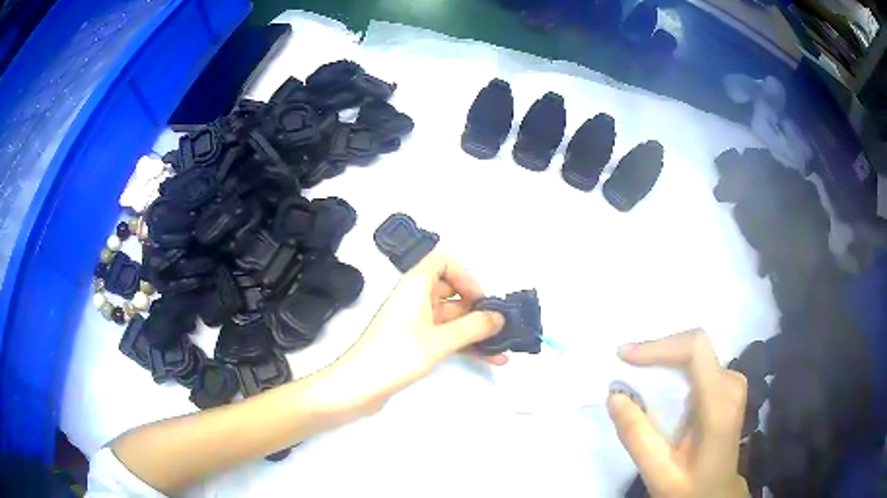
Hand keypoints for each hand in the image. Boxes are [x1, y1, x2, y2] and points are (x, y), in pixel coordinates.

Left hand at [306, 251, 505, 415]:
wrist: (358, 386)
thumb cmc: (397, 355)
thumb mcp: (439, 341)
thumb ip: (473, 327)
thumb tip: (500, 317)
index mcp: (416, 284)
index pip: (444, 260)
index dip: (466, 275)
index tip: (481, 300)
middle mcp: (415, 298)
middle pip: (452, 291)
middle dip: (478, 308)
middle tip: (500, 327)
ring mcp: (414, 322)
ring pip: (451, 318)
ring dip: (476, 330)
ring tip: (503, 347)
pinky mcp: (413, 343)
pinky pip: (445, 336)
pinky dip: (465, 344)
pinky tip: (491, 359)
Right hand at [608, 329, 748, 497]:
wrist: (717, 493)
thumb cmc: (690, 486)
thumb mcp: (659, 471)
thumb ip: (637, 436)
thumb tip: (614, 395)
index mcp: (719, 404)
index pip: (696, 350)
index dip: (660, 345)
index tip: (625, 355)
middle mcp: (731, 384)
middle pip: (695, 347)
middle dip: (657, 352)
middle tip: (624, 363)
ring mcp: (732, 383)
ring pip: (696, 353)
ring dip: (664, 358)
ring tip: (635, 372)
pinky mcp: (727, 386)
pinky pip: (699, 363)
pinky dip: (674, 367)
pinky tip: (657, 383)